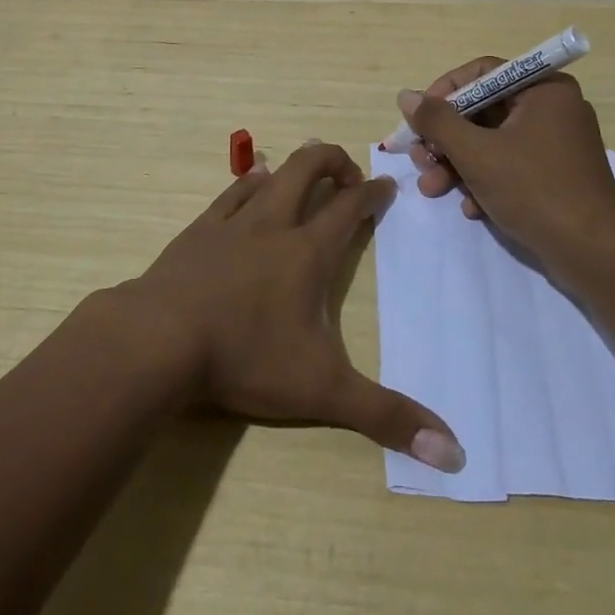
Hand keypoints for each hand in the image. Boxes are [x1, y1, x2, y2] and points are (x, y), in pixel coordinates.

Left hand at [125, 141, 464, 472]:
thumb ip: (385, 416)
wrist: (160, 340)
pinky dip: (249, 182)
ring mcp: (232, 222)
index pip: (350, 208)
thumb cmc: (246, 357)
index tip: (387, 186)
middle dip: (333, 160)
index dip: (372, 193)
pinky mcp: (198, 230)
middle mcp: (274, 224)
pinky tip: (251, 183)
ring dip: (292, 169)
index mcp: (308, 252)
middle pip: (308, 168)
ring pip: (270, 174)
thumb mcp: (322, 391)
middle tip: (348, 175)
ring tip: (303, 176)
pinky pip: (230, 193)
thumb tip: (454, 454)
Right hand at [400, 60, 614, 268]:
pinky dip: (485, 181)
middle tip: (421, 160)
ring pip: (492, 141)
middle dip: (446, 139)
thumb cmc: (534, 190)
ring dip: (458, 164)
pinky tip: (472, 208)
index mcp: (543, 89)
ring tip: (433, 189)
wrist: (594, 255)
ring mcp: (556, 143)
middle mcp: (553, 108)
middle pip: (483, 110)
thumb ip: (437, 121)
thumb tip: (406, 96)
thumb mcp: (476, 153)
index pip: (482, 73)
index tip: (420, 118)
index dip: (444, 92)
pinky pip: (510, 165)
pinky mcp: (556, 175)